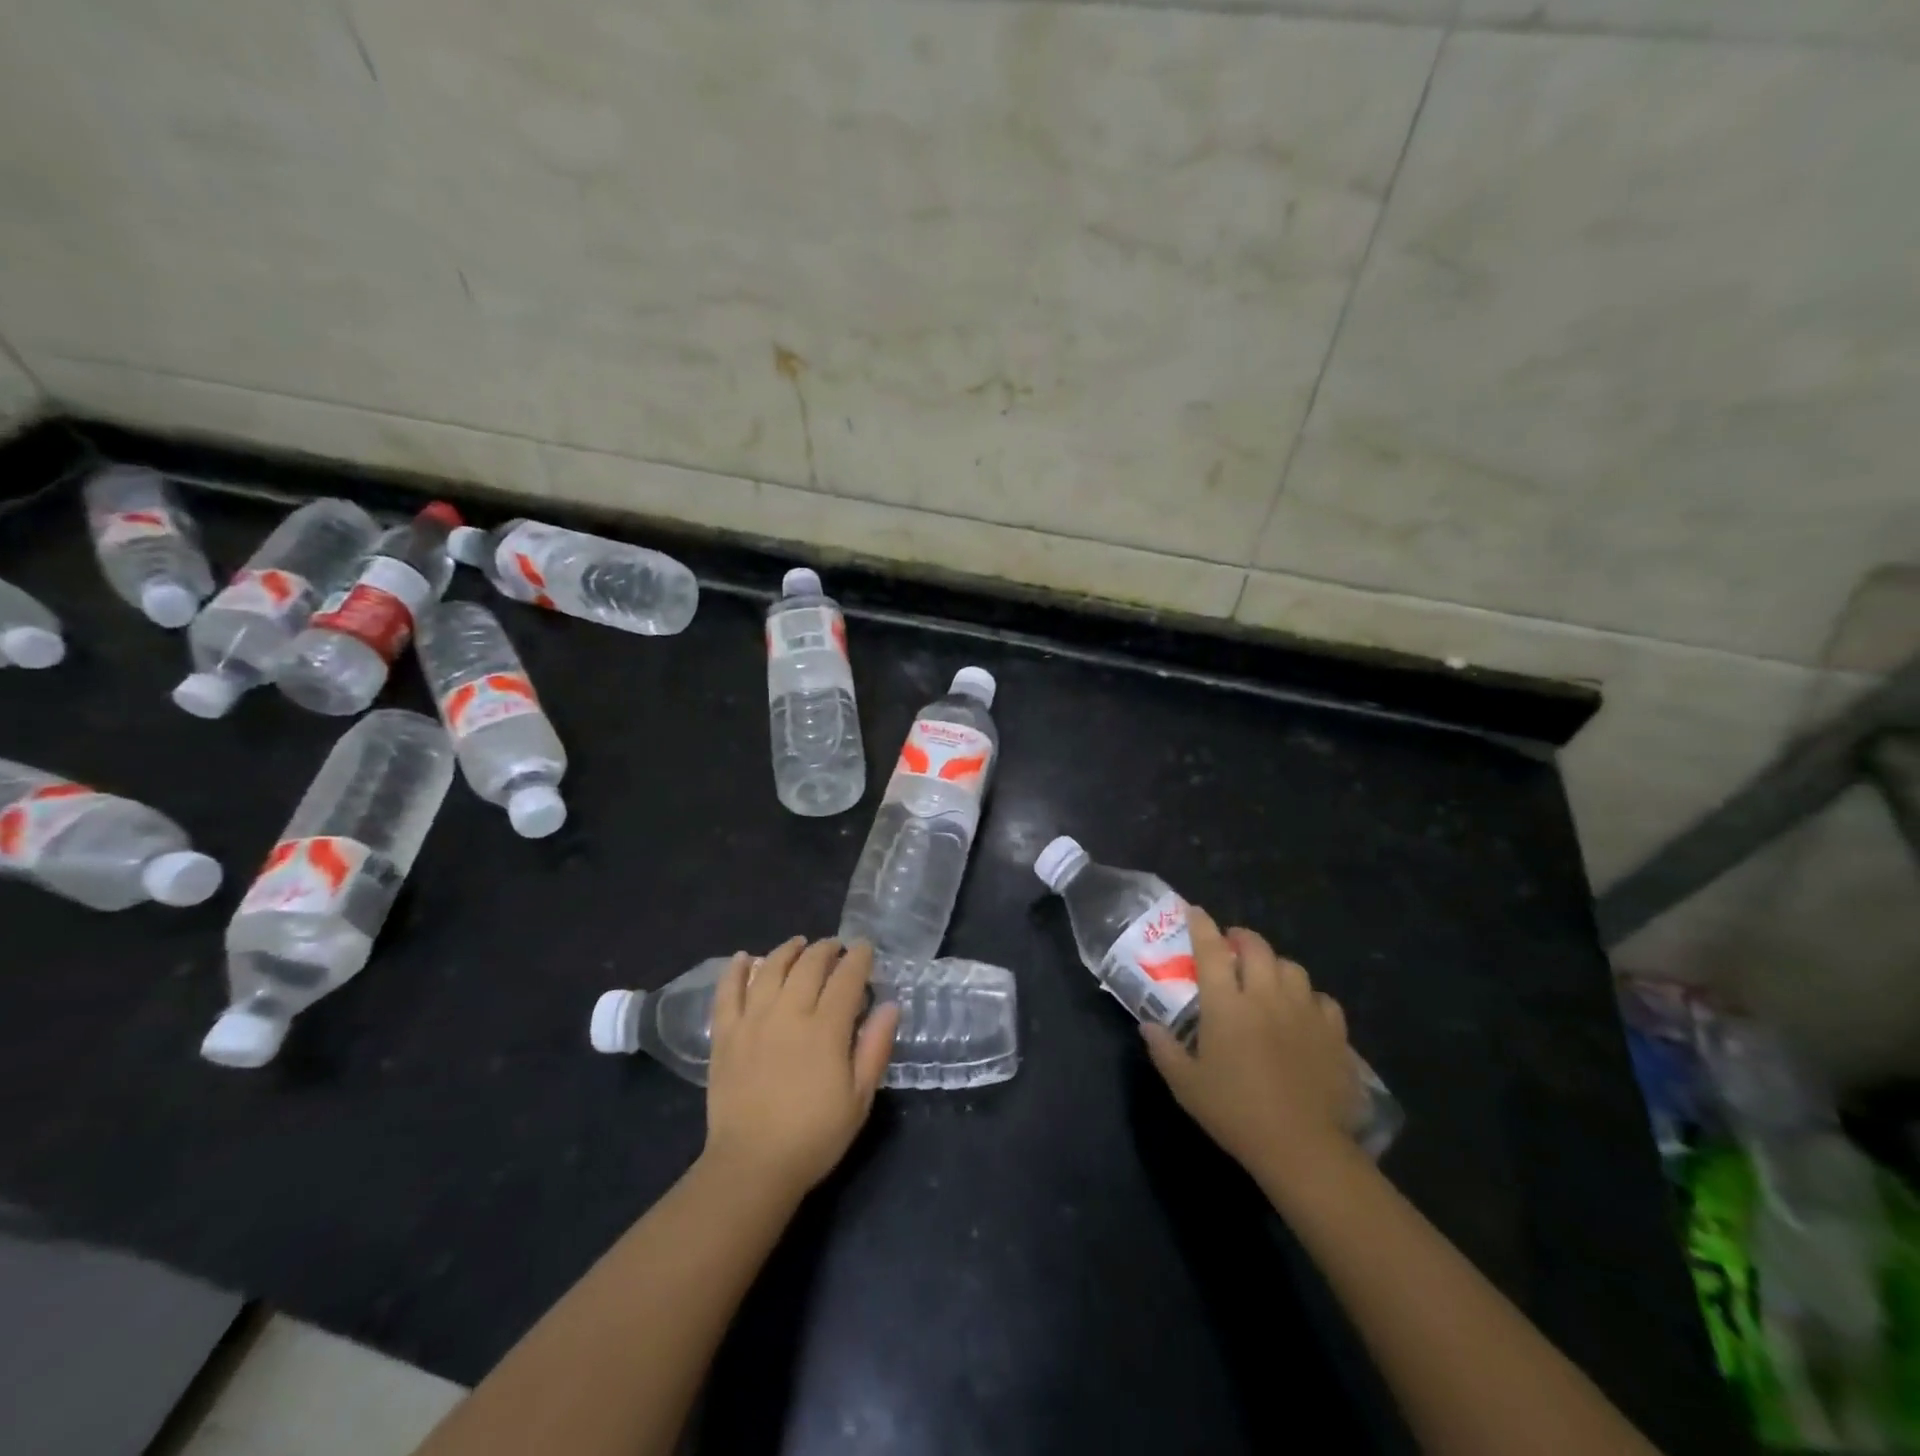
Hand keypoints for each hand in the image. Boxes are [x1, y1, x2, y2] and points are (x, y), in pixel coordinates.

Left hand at [701, 938, 899, 1200]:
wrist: (752, 1166)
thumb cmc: (814, 1136)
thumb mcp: (860, 1098)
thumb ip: (875, 1048)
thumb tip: (890, 1005)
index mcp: (826, 1029)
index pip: (846, 978)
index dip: (858, 958)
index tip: (864, 948)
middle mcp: (789, 1013)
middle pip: (809, 965)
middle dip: (826, 949)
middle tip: (835, 947)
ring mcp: (753, 1021)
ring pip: (771, 969)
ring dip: (788, 950)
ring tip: (799, 944)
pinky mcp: (725, 1035)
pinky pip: (728, 992)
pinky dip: (736, 970)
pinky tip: (745, 957)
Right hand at [1141, 908, 1362, 1188]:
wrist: (1302, 1147)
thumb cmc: (1236, 1113)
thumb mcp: (1186, 1085)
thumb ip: (1164, 1050)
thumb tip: (1148, 1026)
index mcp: (1226, 1004)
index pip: (1210, 950)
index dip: (1201, 926)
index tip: (1195, 911)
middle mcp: (1265, 996)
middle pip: (1256, 948)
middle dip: (1241, 938)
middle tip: (1232, 945)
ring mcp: (1303, 1012)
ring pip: (1292, 968)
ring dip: (1276, 965)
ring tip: (1268, 977)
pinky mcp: (1334, 1034)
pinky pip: (1322, 1000)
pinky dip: (1309, 998)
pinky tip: (1303, 1012)